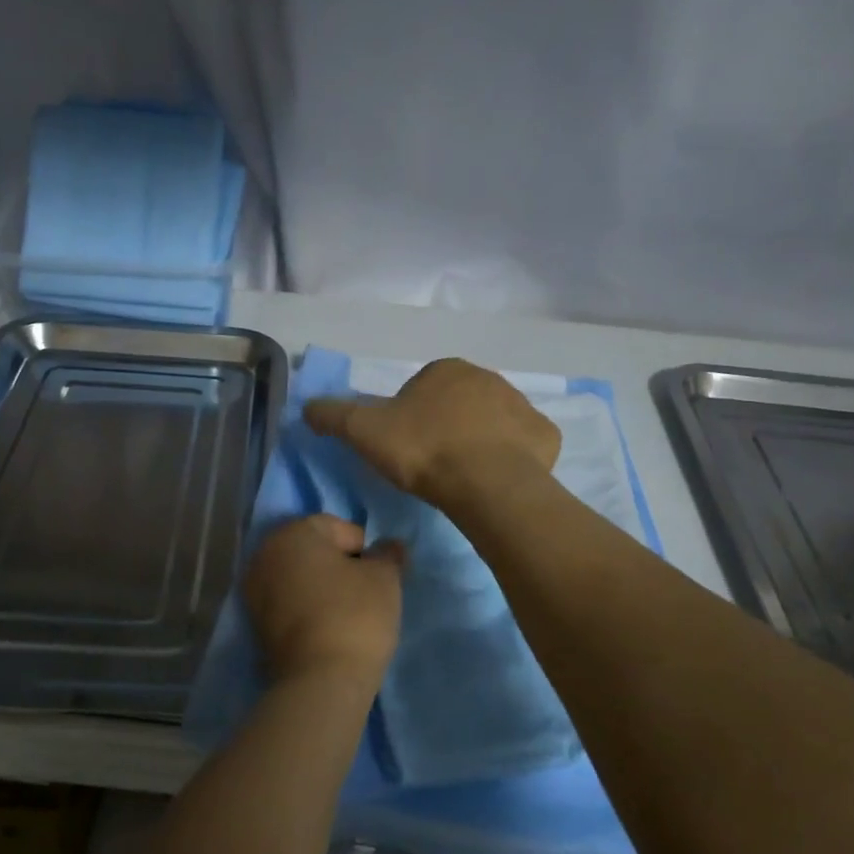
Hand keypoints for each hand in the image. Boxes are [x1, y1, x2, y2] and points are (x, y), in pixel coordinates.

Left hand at [243, 515, 402, 689]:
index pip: (336, 526)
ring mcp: (254, 591)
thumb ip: (387, 554)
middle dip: (339, 565)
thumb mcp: (384, 578)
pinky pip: (288, 603)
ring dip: (322, 587)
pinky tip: (329, 628)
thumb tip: (388, 546)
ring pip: (299, 577)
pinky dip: (307, 608)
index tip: (378, 575)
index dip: (363, 548)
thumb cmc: (354, 615)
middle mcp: (264, 555)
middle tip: (366, 591)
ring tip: (349, 613)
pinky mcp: (255, 625)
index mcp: (291, 533)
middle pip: (312, 550)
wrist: (320, 681)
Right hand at [304, 358, 560, 509]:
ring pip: (493, 422)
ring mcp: (522, 406)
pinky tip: (494, 482)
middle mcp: (488, 378)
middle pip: (458, 404)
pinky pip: (524, 445)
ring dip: (479, 441)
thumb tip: (307, 407)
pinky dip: (512, 459)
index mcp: (446, 370)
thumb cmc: (423, 449)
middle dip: (446, 427)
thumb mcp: (363, 431)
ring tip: (461, 477)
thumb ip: (332, 414)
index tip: (403, 448)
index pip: (421, 389)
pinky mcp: (546, 437)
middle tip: (430, 464)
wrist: (485, 483)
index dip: (408, 419)